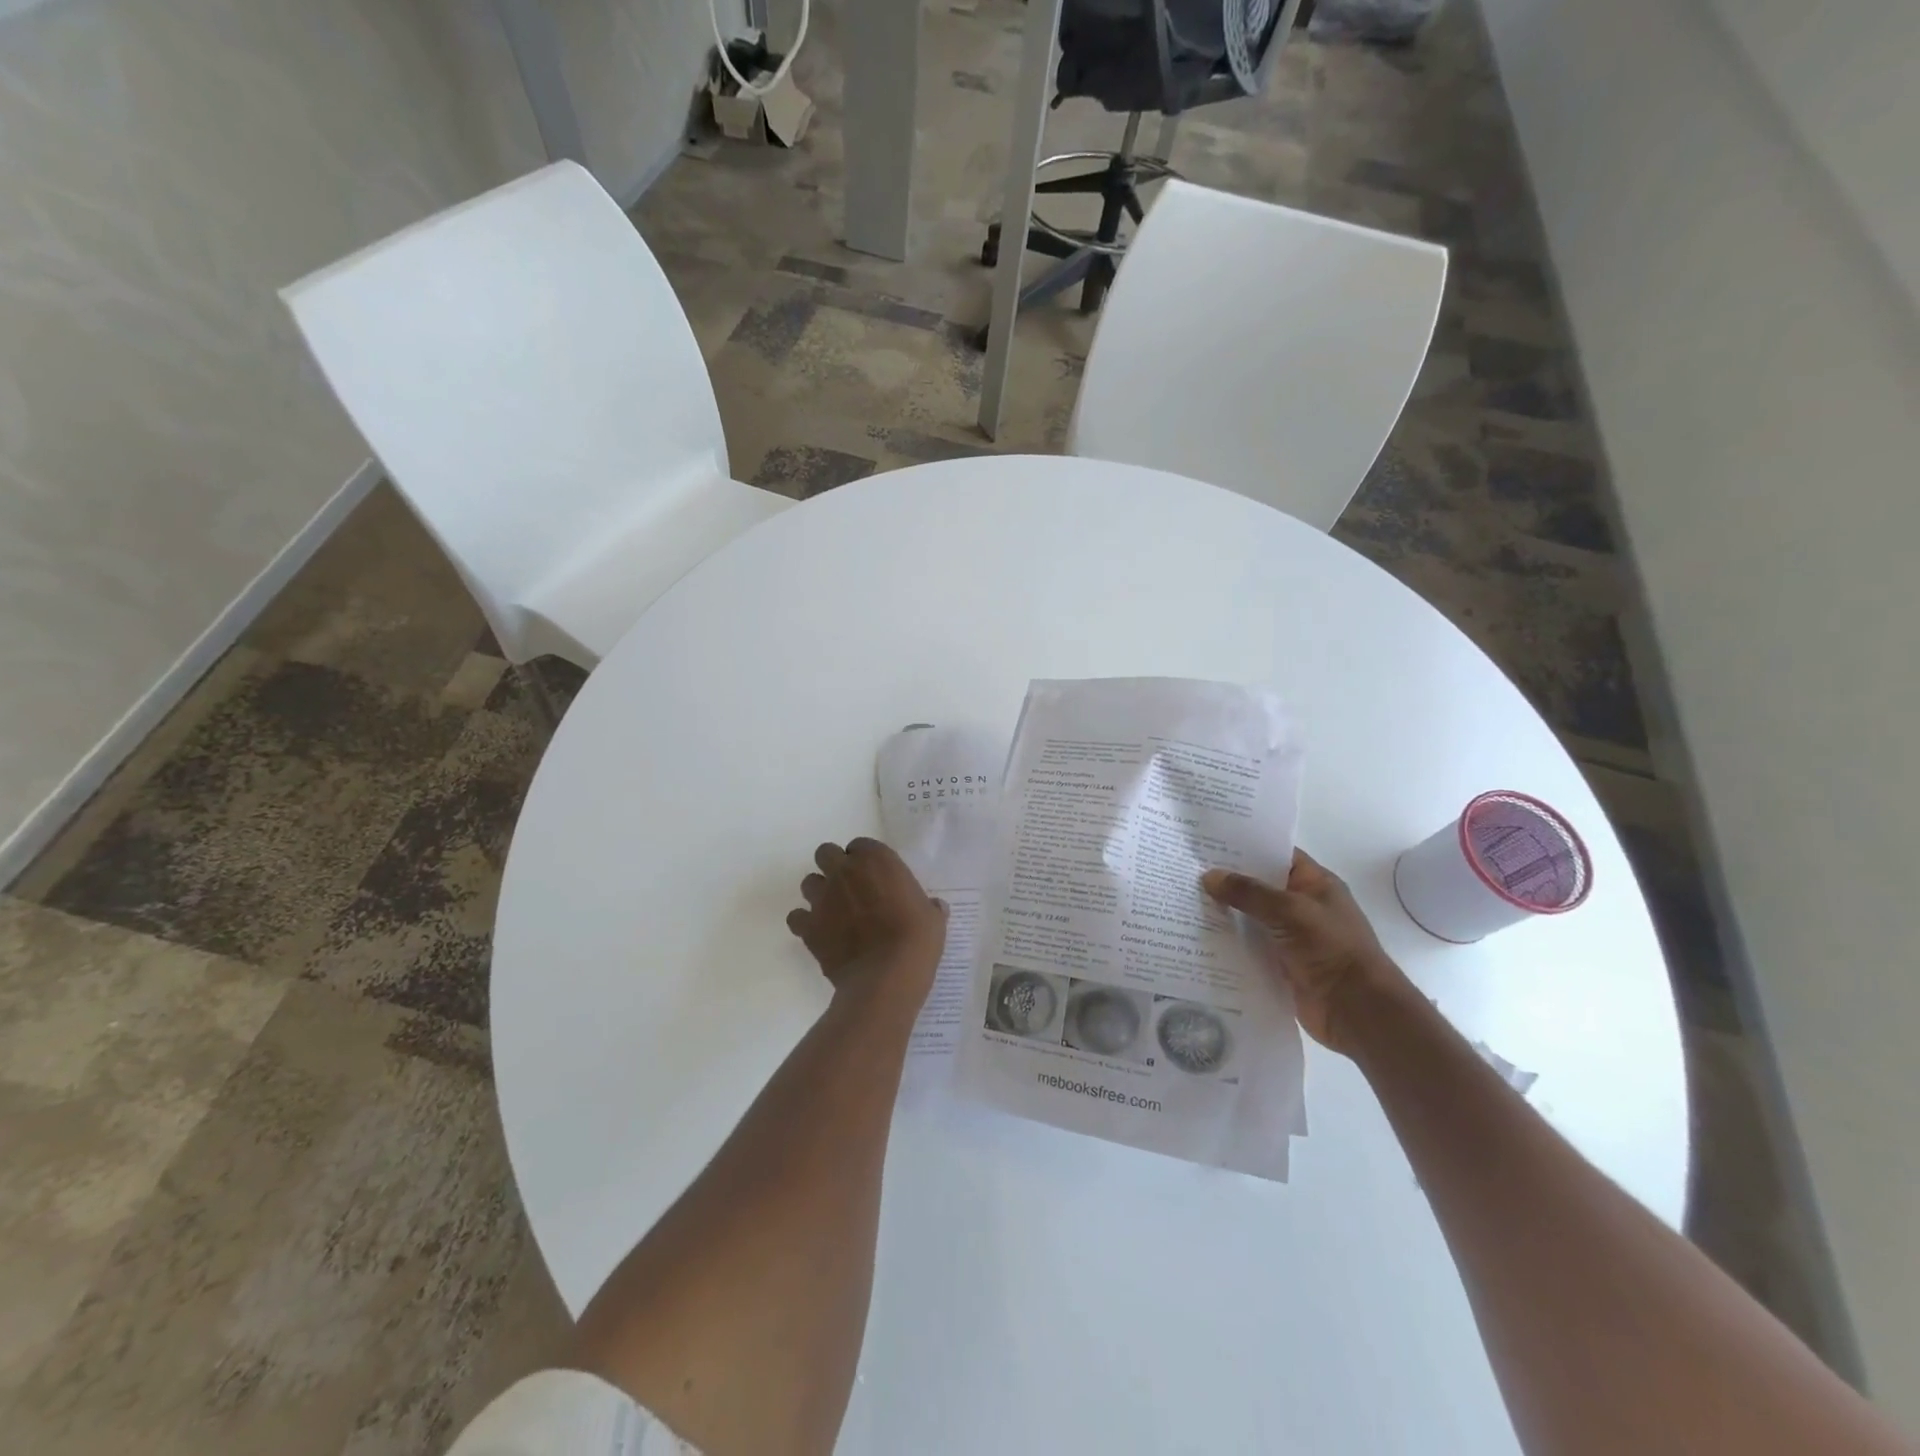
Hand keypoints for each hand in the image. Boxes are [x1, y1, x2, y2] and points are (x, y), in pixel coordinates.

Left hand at [788, 838, 947, 1008]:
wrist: (886, 977)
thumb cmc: (917, 940)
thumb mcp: (933, 919)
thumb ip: (929, 907)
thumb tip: (935, 907)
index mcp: (876, 860)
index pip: (861, 845)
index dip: (865, 860)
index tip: (874, 877)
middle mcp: (844, 871)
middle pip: (826, 853)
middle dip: (834, 867)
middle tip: (849, 888)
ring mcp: (822, 898)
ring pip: (808, 882)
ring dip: (819, 893)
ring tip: (834, 912)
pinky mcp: (808, 927)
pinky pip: (797, 917)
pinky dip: (805, 923)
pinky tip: (820, 935)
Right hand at [1203, 850, 1410, 1054]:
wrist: (1356, 1010)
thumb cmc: (1331, 948)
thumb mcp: (1290, 910)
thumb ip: (1249, 892)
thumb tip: (1210, 876)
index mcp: (1315, 884)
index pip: (1277, 855)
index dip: (1247, 846)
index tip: (1209, 841)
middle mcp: (1301, 907)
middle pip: (1258, 887)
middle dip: (1227, 880)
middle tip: (1186, 868)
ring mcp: (1290, 937)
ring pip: (1249, 917)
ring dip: (1223, 913)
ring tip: (1182, 899)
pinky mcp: (1279, 964)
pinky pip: (1247, 947)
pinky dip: (1226, 942)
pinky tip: (1196, 936)